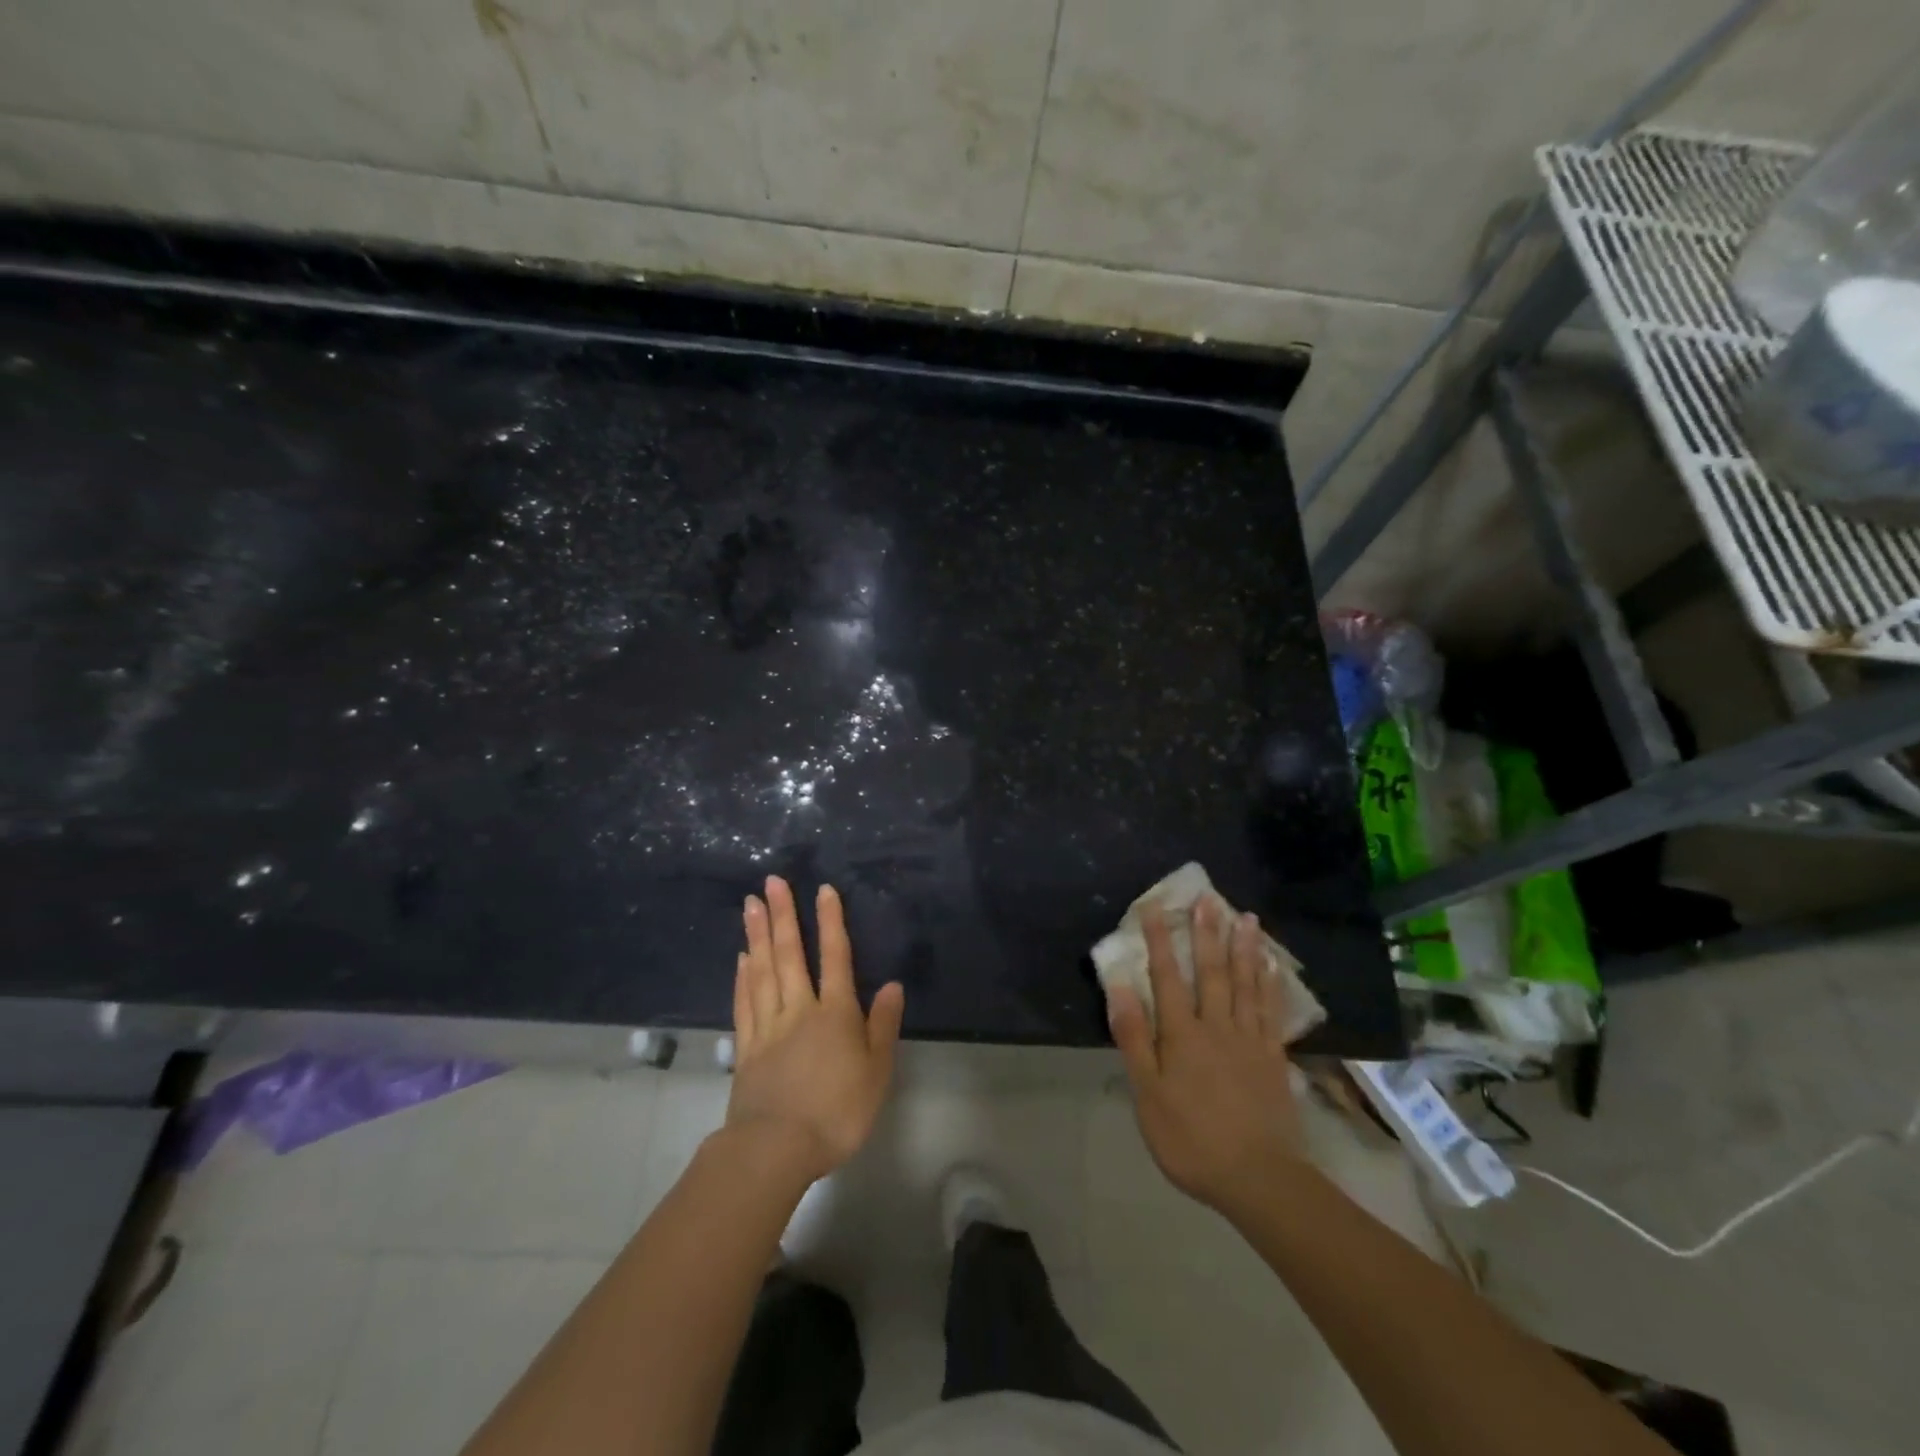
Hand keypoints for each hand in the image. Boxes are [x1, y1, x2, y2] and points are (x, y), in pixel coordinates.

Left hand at [726, 876, 905, 1182]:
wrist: (776, 1148)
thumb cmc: (837, 1111)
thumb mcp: (876, 1072)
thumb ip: (883, 1025)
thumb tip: (893, 985)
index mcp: (835, 1013)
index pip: (834, 956)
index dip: (830, 921)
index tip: (823, 889)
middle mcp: (799, 1008)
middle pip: (790, 953)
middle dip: (783, 914)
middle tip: (771, 881)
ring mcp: (768, 1026)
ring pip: (762, 970)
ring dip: (757, 934)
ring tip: (751, 904)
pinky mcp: (746, 1047)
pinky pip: (745, 1001)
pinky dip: (743, 976)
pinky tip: (742, 958)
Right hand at [1106, 896, 1306, 1215]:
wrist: (1258, 1178)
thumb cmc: (1191, 1139)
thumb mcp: (1148, 1095)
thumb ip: (1134, 1039)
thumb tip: (1120, 988)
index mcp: (1182, 1035)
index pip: (1167, 978)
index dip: (1159, 942)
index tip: (1155, 908)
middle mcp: (1216, 1026)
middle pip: (1211, 972)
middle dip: (1207, 933)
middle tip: (1209, 898)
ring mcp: (1249, 1040)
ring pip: (1245, 984)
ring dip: (1244, 948)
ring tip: (1245, 917)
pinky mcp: (1273, 1057)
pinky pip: (1271, 1011)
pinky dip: (1271, 984)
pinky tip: (1272, 966)